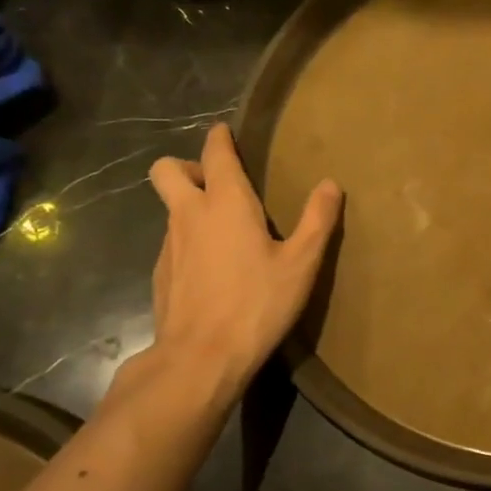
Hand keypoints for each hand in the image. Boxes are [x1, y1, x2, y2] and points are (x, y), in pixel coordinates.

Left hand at [143, 123, 341, 389]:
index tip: (225, 132)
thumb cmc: (257, 303)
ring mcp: (168, 245)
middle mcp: (189, 215)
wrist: (200, 358)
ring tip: (225, 232)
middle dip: (189, 167)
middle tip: (218, 185)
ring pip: (170, 209)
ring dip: (190, 207)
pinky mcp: (160, 274)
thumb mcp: (301, 263)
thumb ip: (317, 219)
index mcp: (225, 203)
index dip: (219, 138)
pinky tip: (213, 269)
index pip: (215, 154)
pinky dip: (189, 241)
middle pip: (167, 170)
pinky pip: (172, 242)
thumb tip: (330, 184)